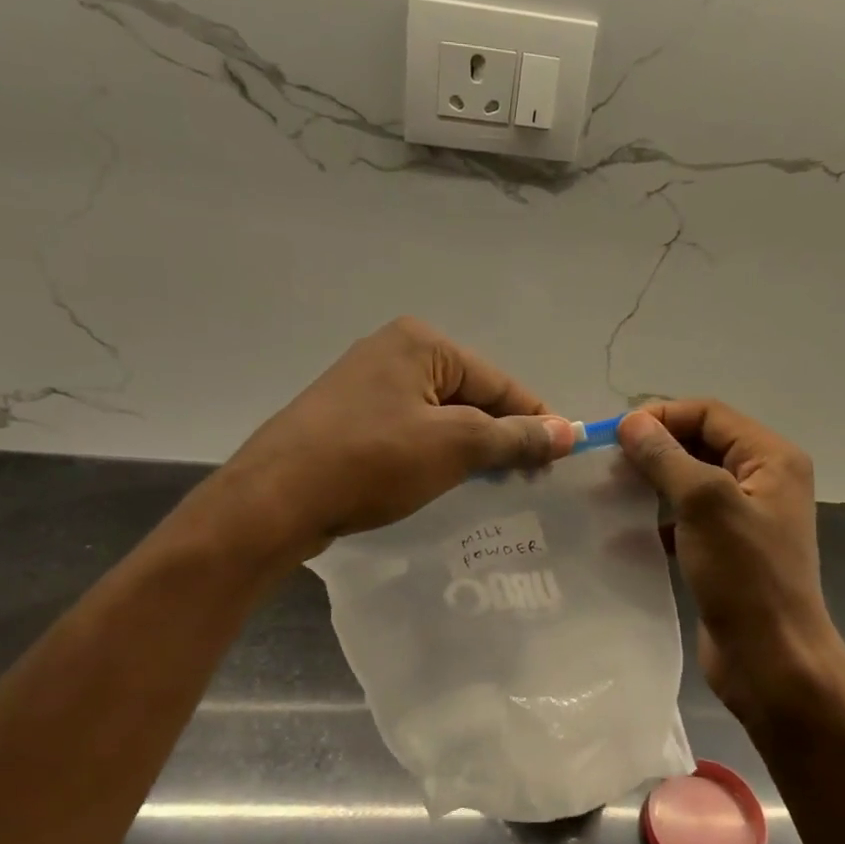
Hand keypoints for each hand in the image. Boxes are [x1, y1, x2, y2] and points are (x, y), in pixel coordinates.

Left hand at [221, 317, 574, 555]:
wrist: (275, 500)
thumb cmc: (372, 461)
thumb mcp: (454, 446)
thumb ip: (514, 436)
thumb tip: (569, 431)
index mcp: (420, 343)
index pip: (498, 381)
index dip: (535, 418)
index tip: (563, 455)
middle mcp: (393, 353)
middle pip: (471, 395)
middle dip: (501, 435)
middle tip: (529, 478)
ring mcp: (366, 385)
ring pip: (441, 416)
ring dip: (471, 448)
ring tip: (493, 484)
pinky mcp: (350, 419)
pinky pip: (412, 431)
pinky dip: (436, 454)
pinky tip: (446, 480)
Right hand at [618, 401, 844, 733]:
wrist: (772, 660)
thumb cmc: (746, 576)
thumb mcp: (705, 504)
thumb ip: (667, 458)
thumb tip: (631, 422)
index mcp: (772, 458)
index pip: (710, 413)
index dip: (662, 416)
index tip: (614, 436)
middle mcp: (763, 480)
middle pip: (701, 444)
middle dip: (655, 449)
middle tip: (607, 464)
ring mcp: (746, 518)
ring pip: (690, 483)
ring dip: (652, 484)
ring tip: (609, 493)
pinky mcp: (728, 551)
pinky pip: (688, 520)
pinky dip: (659, 520)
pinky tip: (627, 533)